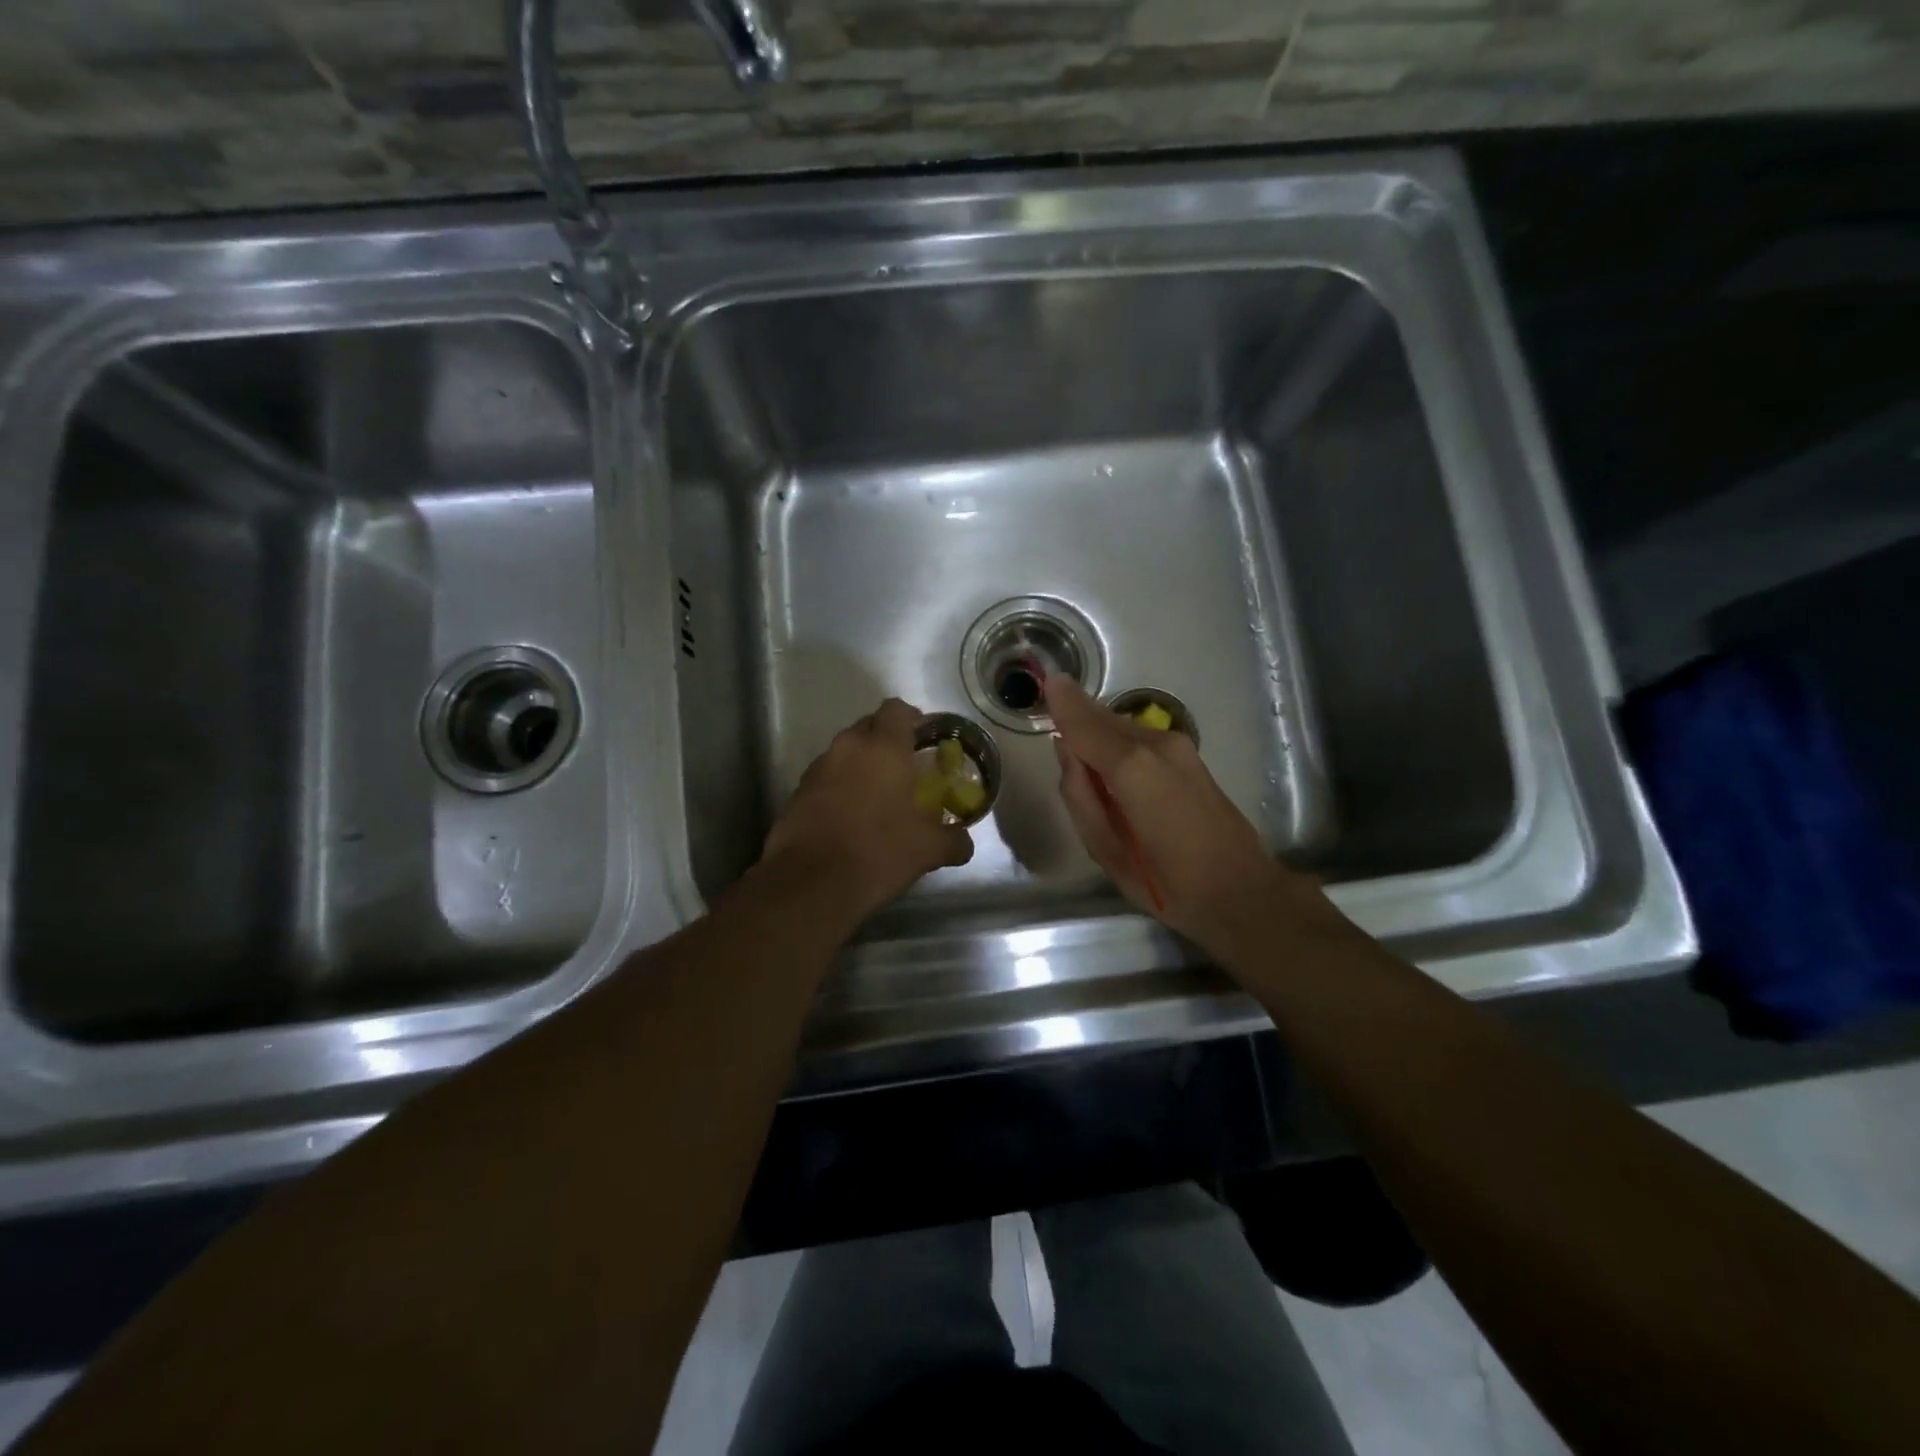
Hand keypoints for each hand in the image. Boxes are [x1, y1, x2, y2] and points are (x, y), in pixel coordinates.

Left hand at [760, 698, 974, 922]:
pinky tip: (852, 817)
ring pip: (845, 753)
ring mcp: (818, 768)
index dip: (912, 718)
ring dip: (861, 766)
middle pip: (869, 727)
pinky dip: (840, 788)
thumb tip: (964, 842)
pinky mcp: (797, 792)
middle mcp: (847, 747)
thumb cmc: (878, 852)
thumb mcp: (928, 850)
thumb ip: (954, 840)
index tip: (924, 738)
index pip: (896, 709)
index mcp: (883, 748)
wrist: (811, 883)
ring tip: (879, 797)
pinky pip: (826, 778)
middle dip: (887, 742)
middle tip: (906, 769)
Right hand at [1046, 674, 1341, 956]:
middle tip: (1052, 708)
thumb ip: (1079, 795)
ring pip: (1123, 726)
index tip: (1045, 680)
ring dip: (1098, 729)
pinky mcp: (1190, 756)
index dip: (1063, 703)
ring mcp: (1178, 747)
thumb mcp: (1105, 850)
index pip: (1084, 724)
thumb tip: (1065, 750)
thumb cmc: (1166, 882)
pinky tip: (1112, 765)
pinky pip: (1141, 738)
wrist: (1241, 891)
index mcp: (1131, 768)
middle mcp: (1156, 745)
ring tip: (1079, 749)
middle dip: (1077, 712)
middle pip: (1104, 718)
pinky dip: (1118, 741)